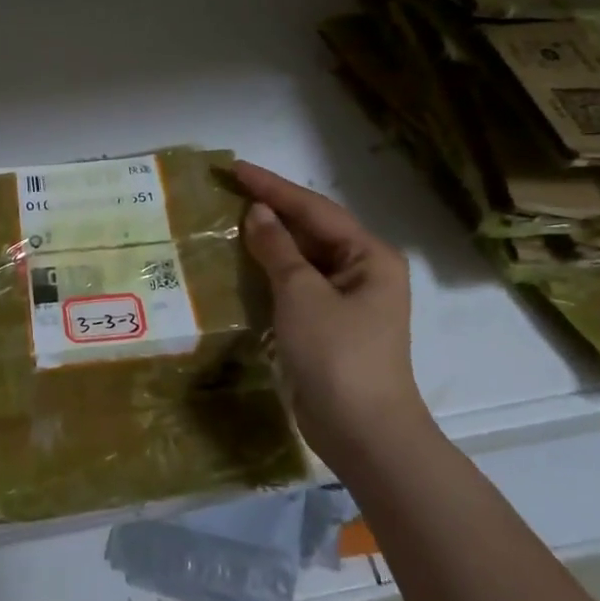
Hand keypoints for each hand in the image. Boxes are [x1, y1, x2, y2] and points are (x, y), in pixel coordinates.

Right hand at [234, 161, 427, 448]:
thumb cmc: (337, 355)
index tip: (235, 167)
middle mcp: (363, 272)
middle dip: (272, 210)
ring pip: (303, 258)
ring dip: (270, 240)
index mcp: (369, 257)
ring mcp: (348, 301)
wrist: (363, 433)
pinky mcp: (330, 325)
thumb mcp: (302, 295)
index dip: (273, 187)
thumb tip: (258, 211)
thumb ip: (278, 249)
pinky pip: (297, 285)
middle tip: (229, 189)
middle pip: (312, 230)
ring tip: (231, 219)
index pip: (315, 209)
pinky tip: (244, 263)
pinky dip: (271, 271)